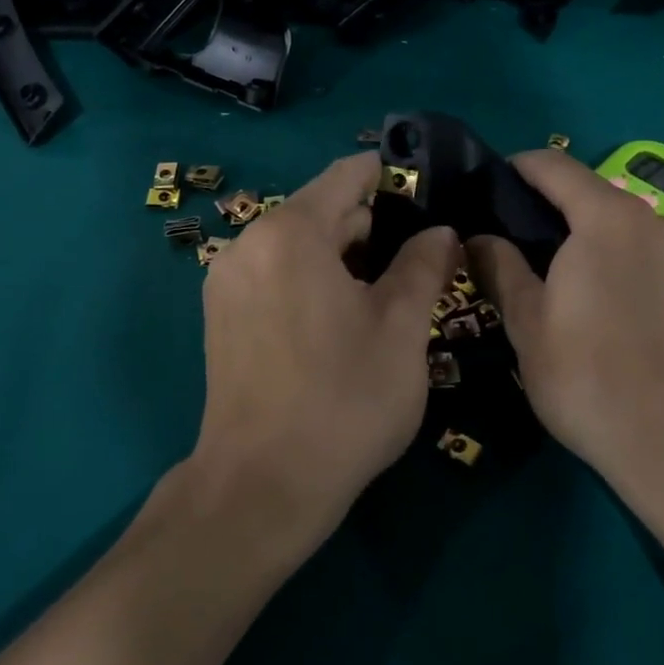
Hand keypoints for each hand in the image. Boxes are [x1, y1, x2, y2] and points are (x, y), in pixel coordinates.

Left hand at [192, 153, 460, 550]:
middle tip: (420, 260)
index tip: (430, 195)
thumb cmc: (343, 401)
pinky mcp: (221, 315)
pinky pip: (276, 274)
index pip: (347, 176)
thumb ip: (424, 266)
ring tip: (388, 293)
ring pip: (299, 245)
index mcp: (290, 232)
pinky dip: (311, 279)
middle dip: (372, 227)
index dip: (392, 178)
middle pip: (322, 211)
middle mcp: (249, 243)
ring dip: (343, 257)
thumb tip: (442, 231)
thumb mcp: (402, 329)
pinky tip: (342, 320)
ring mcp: (228, 280)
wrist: (261, 487)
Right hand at [469, 151, 663, 538]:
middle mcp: (662, 224)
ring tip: (588, 300)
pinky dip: (646, 280)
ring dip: (608, 251)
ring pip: (639, 238)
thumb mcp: (528, 327)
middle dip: (564, 218)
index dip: (520, 167)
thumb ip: (501, 269)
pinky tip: (638, 329)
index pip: (556, 167)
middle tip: (534, 257)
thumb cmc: (593, 381)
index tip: (496, 183)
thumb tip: (479, 237)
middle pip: (601, 202)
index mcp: (609, 220)